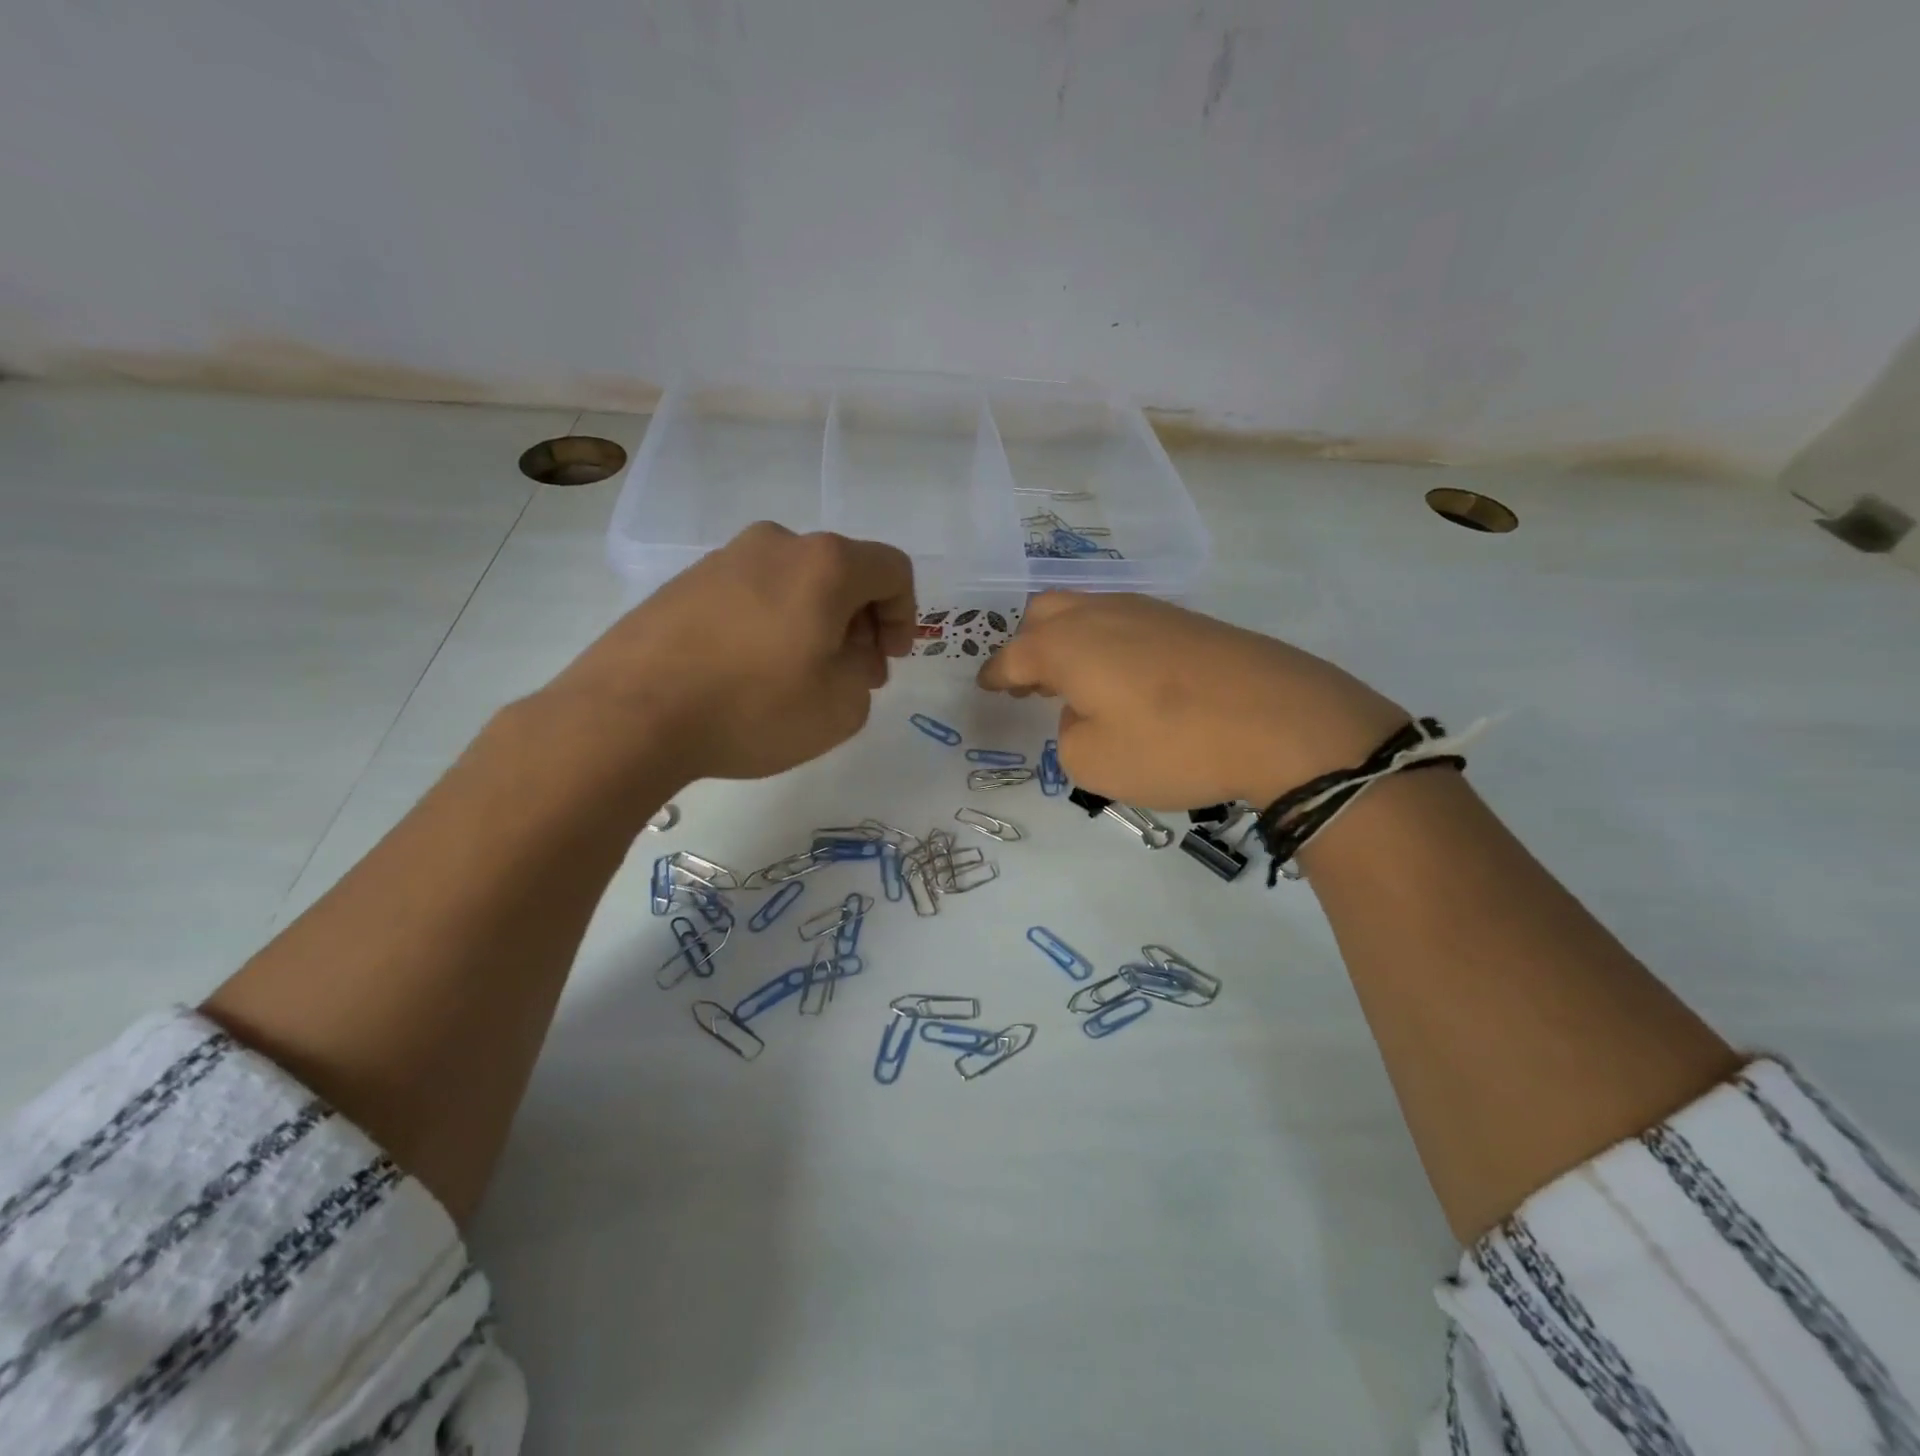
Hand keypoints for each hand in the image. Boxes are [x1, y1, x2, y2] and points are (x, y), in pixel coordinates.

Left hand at [538, 523, 915, 783]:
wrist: (630, 713)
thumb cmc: (754, 707)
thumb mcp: (842, 706)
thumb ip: (863, 671)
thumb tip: (845, 652)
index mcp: (825, 563)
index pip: (892, 569)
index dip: (905, 615)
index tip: (888, 660)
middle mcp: (777, 544)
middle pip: (843, 573)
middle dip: (861, 623)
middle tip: (853, 675)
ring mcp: (724, 559)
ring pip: (796, 584)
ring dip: (816, 624)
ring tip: (801, 679)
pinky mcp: (685, 583)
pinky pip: (752, 596)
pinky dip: (772, 625)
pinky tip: (752, 673)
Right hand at [977, 593, 1405, 809]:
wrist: (1283, 721)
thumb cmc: (1172, 745)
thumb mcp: (1094, 763)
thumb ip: (1069, 735)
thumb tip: (1083, 711)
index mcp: (1066, 644)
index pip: (1013, 654)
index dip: (995, 674)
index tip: (987, 687)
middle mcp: (1102, 614)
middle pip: (1047, 612)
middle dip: (1029, 645)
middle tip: (1030, 683)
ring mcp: (1151, 611)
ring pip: (1090, 612)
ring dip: (1071, 642)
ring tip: (1077, 683)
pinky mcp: (1191, 623)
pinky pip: (1128, 624)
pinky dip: (1110, 646)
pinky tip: (1127, 679)